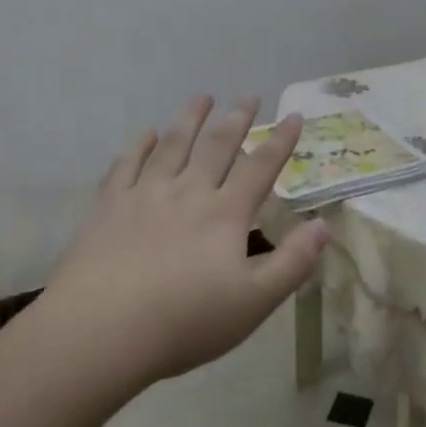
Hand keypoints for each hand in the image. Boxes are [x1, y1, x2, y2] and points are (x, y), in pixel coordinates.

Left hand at [41, 97, 328, 389]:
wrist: (102, 330)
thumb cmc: (184, 322)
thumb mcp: (254, 302)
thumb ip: (292, 263)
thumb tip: (324, 225)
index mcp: (225, 214)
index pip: (260, 168)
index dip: (280, 141)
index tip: (294, 115)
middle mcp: (188, 192)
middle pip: (217, 146)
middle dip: (236, 119)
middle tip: (248, 96)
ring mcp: (145, 194)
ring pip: (173, 145)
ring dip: (191, 119)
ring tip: (202, 97)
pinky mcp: (109, 206)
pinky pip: (126, 165)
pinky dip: (139, 145)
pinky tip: (147, 134)